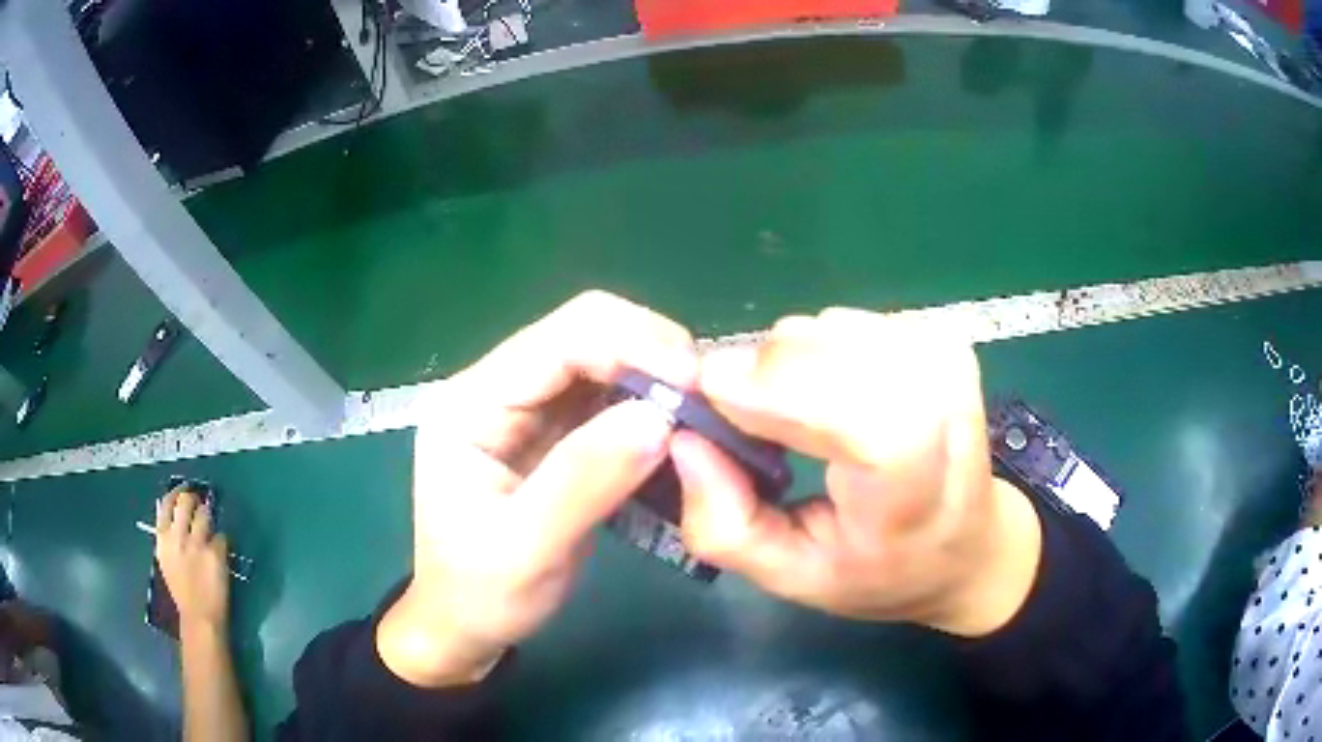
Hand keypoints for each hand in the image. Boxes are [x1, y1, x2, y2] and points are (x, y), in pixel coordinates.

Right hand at [155, 488, 230, 632]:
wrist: (200, 617)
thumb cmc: (183, 591)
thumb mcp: (166, 560)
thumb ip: (168, 538)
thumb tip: (173, 517)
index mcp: (163, 540)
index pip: (166, 504)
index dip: (176, 494)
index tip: (183, 492)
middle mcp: (178, 537)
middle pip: (186, 501)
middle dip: (194, 499)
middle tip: (200, 505)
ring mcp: (197, 544)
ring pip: (206, 514)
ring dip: (210, 519)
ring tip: (210, 531)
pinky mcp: (215, 553)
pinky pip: (222, 537)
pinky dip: (222, 543)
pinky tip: (220, 555)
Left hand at [376, 291, 696, 686]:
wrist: (465, 623)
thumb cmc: (481, 594)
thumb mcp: (526, 550)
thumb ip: (584, 481)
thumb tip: (659, 419)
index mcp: (471, 402)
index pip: (559, 338)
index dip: (633, 346)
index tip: (696, 388)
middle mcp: (497, 387)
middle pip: (586, 333)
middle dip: (654, 356)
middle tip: (709, 404)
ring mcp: (527, 406)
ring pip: (607, 360)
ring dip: (659, 380)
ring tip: (704, 418)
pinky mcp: (555, 430)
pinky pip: (614, 398)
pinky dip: (652, 407)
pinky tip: (681, 434)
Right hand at [671, 309, 1042, 636]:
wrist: (967, 543)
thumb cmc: (881, 571)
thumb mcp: (792, 579)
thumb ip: (726, 526)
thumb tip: (685, 439)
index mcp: (912, 488)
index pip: (848, 411)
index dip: (769, 393)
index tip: (709, 398)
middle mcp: (940, 404)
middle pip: (817, 354)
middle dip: (761, 382)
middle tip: (756, 432)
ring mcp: (942, 358)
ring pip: (819, 330)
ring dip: (789, 370)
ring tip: (807, 425)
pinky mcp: (936, 335)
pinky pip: (840, 322)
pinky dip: (819, 355)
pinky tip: (838, 398)